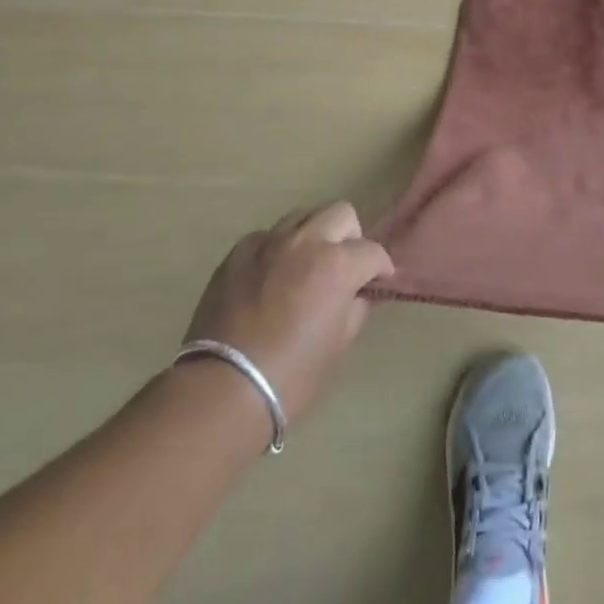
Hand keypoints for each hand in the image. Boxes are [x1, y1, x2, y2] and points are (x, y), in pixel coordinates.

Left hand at [181, 202, 392, 424]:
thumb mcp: (338, 345)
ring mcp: (269, 242)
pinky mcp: (238, 252)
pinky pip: (267, 236)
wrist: (223, 390)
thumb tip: (357, 295)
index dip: (380, 267)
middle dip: (350, 237)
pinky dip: (277, 248)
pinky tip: (271, 276)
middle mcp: (306, 241)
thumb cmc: (292, 375)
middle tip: (344, 266)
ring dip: (313, 234)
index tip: (377, 281)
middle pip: (341, 214)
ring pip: (303, 216)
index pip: (372, 251)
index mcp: (338, 264)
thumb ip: (354, 309)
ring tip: (306, 265)